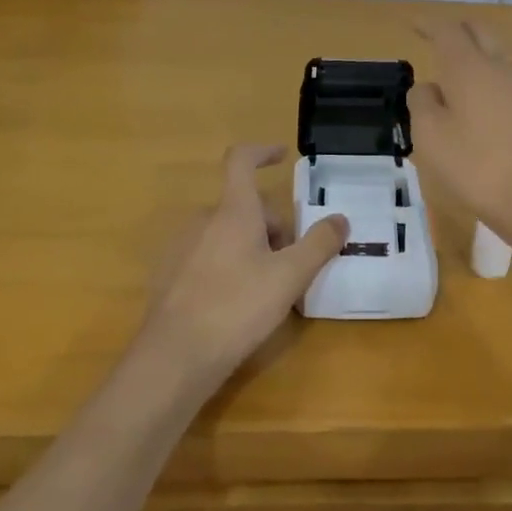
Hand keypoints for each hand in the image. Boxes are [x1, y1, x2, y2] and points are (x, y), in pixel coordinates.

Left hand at [137, 145, 347, 383]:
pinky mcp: (171, 276)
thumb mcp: (290, 277)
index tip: (283, 156)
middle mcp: (203, 220)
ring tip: (269, 288)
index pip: (241, 160)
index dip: (263, 151)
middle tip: (293, 263)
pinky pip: (208, 256)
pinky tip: (238, 304)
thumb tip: (340, 218)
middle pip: (244, 206)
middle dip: (272, 226)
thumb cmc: (237, 308)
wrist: (173, 358)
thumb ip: (319, 244)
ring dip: (252, 247)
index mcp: (232, 211)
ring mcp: (182, 247)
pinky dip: (229, 265)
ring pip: (227, 232)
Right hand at [410, 21, 511, 242]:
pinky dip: (497, 81)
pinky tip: (491, 107)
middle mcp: (503, 67)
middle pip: (481, 33)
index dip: (429, 24)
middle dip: (459, 30)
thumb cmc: (479, 169)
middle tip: (440, 39)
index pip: (447, 31)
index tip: (414, 25)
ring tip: (463, 76)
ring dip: (481, 55)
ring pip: (502, 56)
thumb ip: (423, 104)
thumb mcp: (431, 139)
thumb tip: (429, 88)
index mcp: (470, 68)